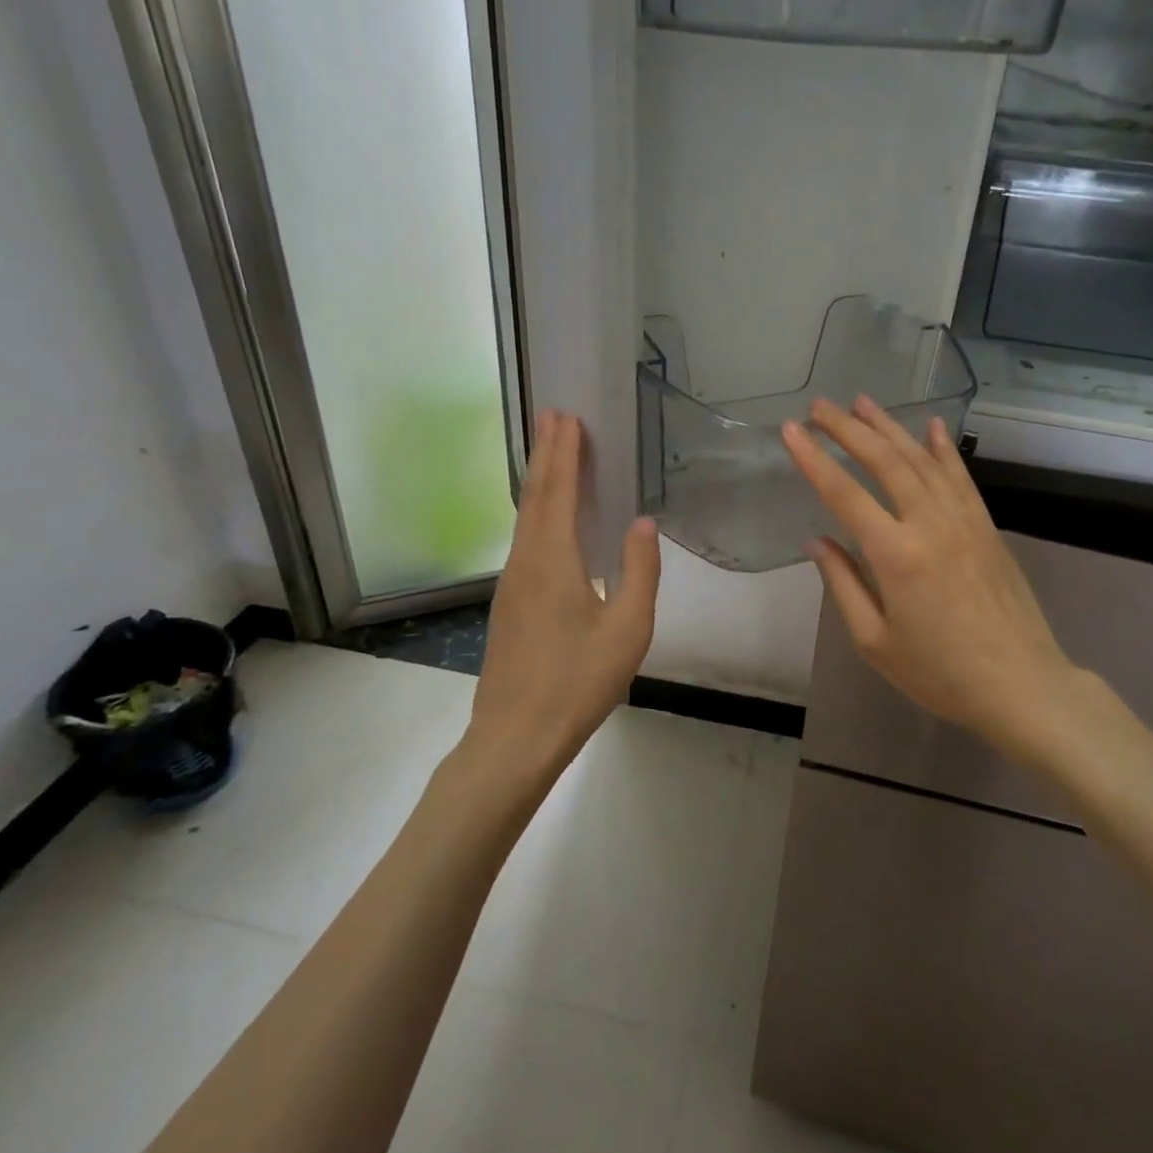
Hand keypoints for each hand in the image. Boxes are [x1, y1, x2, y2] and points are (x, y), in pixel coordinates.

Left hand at [466, 410, 659, 780]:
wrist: (515, 737)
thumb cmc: (578, 682)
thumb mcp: (628, 628)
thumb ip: (639, 569)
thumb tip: (643, 522)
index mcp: (553, 560)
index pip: (558, 492)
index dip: (564, 453)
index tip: (567, 417)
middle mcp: (525, 561)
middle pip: (533, 495)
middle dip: (545, 453)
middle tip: (552, 415)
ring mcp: (511, 582)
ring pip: (524, 517)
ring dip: (538, 479)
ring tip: (550, 452)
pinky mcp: (509, 602)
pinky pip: (524, 538)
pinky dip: (536, 510)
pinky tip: (546, 516)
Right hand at [782, 397, 1086, 754]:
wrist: (1022, 685)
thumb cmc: (940, 673)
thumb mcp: (875, 640)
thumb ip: (843, 584)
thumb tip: (816, 542)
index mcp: (895, 554)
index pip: (844, 493)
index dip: (813, 458)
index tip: (790, 429)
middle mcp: (929, 523)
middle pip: (884, 461)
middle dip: (848, 429)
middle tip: (820, 406)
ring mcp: (963, 520)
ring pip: (921, 459)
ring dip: (889, 427)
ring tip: (862, 402)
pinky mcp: (986, 526)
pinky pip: (961, 476)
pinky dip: (943, 448)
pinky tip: (931, 426)